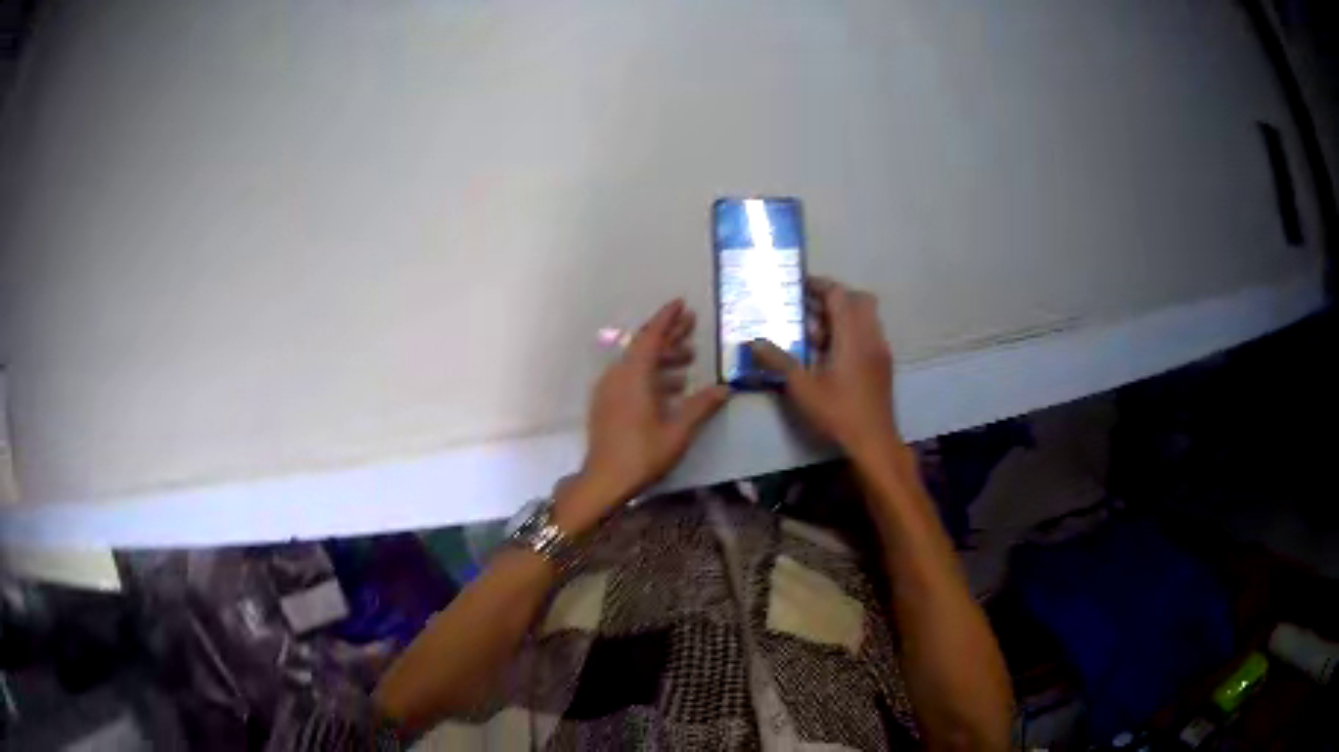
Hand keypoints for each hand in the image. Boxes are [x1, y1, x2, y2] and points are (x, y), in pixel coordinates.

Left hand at [554, 300, 728, 534]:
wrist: (604, 480)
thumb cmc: (643, 454)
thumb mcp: (678, 430)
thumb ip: (701, 406)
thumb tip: (725, 389)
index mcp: (634, 376)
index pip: (651, 337)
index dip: (667, 319)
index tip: (681, 304)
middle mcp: (618, 376)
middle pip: (644, 346)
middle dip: (669, 335)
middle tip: (692, 326)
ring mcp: (609, 390)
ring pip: (638, 363)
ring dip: (663, 358)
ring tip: (689, 360)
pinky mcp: (606, 404)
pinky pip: (630, 378)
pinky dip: (651, 375)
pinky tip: (672, 388)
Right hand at [750, 277, 901, 459]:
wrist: (873, 442)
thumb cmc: (838, 412)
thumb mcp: (802, 387)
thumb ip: (779, 361)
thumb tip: (754, 342)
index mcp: (852, 335)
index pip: (839, 295)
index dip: (819, 285)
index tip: (798, 286)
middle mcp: (871, 336)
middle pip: (858, 300)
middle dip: (834, 297)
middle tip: (808, 307)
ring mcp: (880, 351)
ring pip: (866, 318)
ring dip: (843, 316)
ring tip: (814, 332)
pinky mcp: (883, 365)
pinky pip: (869, 334)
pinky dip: (851, 333)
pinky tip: (830, 354)